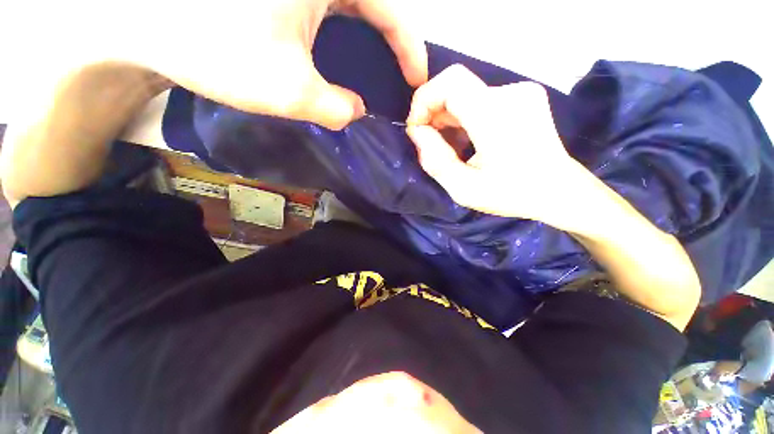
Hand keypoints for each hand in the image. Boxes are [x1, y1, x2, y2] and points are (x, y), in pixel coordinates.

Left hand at [130, 0, 426, 129]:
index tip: (419, 79)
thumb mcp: (288, 90)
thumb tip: (356, 112)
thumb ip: (335, 108)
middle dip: (393, 41)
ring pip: (351, 3)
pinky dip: (342, 32)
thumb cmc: (212, 46)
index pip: (390, 8)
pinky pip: (327, 6)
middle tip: (402, 75)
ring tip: (380, 69)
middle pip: (374, 2)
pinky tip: (341, 54)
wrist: (142, 20)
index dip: (410, 47)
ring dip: (369, 37)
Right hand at [406, 64, 579, 223]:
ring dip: (449, 119)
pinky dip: (465, 118)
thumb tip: (417, 132)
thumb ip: (434, 160)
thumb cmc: (512, 194)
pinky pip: (481, 99)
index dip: (424, 100)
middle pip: (456, 87)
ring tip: (451, 148)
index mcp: (496, 115)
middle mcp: (511, 93)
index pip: (449, 82)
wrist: (560, 191)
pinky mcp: (524, 97)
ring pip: (467, 94)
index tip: (417, 129)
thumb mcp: (464, 189)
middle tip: (431, 144)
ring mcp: (521, 92)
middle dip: (434, 114)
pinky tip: (468, 141)